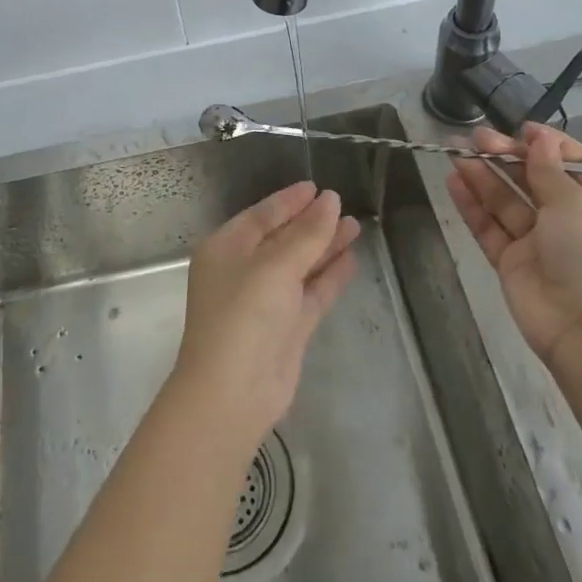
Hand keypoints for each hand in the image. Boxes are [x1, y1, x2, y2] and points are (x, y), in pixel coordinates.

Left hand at [171, 182, 359, 448]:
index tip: (317, 187)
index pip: (261, 215)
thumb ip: (306, 234)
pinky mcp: (287, 327)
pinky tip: (351, 259)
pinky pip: (311, 292)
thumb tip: (330, 201)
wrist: (233, 394)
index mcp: (226, 249)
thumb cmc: (243, 316)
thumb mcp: (274, 267)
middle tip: (343, 204)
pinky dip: (329, 276)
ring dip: (325, 246)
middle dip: (311, 222)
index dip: (289, 200)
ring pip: (300, 264)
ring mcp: (266, 301)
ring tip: (355, 226)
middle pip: (282, 238)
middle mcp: (244, 271)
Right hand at [444, 122, 581, 373]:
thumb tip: (539, 138)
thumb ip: (548, 169)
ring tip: (454, 151)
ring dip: (482, 175)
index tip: (521, 130)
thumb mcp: (577, 202)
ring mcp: (539, 242)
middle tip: (475, 138)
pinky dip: (472, 205)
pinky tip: (454, 181)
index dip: (548, 145)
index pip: (574, 162)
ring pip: (506, 201)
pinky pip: (490, 227)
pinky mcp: (513, 262)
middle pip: (533, 178)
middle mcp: (570, 219)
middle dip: (505, 156)